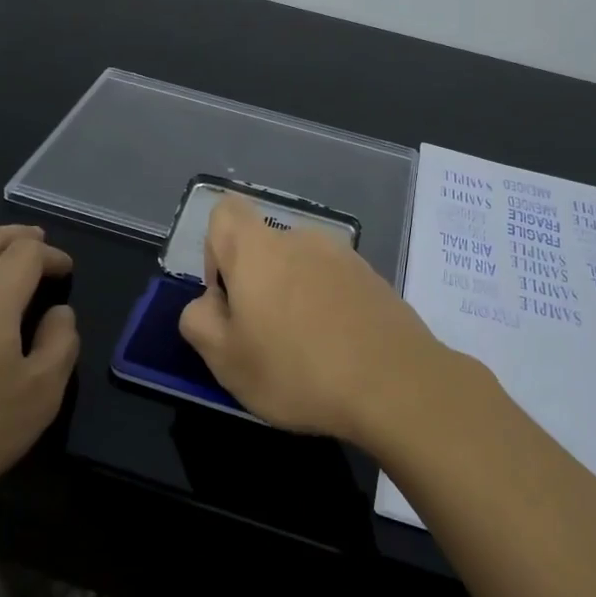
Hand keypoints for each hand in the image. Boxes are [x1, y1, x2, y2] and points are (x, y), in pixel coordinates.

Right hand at [178, 195, 458, 443]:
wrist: (397, 384)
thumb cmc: (298, 371)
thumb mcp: (225, 360)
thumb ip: (198, 320)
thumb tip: (210, 303)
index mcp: (258, 249)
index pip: (225, 212)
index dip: (215, 251)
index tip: (228, 297)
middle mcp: (301, 238)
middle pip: (263, 247)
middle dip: (256, 285)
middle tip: (264, 339)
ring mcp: (344, 256)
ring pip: (300, 268)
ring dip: (293, 297)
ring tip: (306, 351)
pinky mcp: (374, 278)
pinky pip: (334, 284)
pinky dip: (327, 307)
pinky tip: (339, 351)